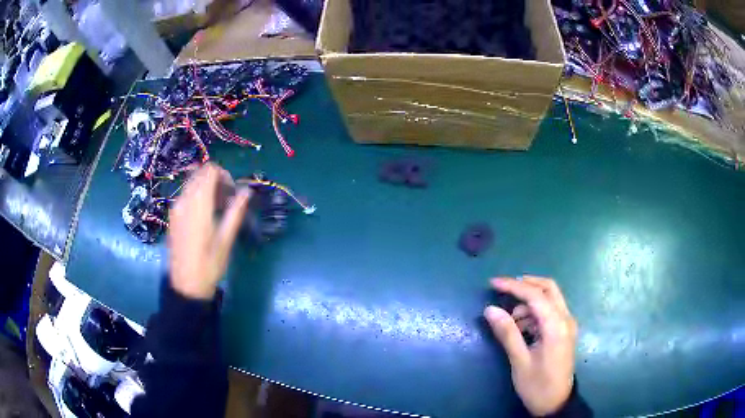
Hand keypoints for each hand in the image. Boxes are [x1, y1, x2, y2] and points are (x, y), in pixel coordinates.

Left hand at [168, 163, 250, 299]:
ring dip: (206, 188)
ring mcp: (176, 208)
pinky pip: (185, 195)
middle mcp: (184, 201)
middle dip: (215, 180)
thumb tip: (247, 191)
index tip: (232, 191)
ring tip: (217, 208)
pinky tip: (204, 215)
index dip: (224, 175)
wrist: (186, 285)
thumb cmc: (209, 265)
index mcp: (199, 204)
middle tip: (226, 200)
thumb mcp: (226, 240)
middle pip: (200, 174)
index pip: (210, 171)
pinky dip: (197, 196)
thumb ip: (235, 211)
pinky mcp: (172, 216)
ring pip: (191, 183)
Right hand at [484, 276, 577, 415]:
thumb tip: (490, 309)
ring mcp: (567, 324)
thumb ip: (507, 333)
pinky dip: (535, 311)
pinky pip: (550, 311)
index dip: (513, 286)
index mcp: (556, 326)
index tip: (493, 283)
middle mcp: (566, 319)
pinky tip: (522, 327)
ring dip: (530, 301)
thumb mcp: (520, 361)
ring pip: (550, 298)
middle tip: (503, 289)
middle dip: (526, 284)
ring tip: (511, 320)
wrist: (555, 403)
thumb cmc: (537, 385)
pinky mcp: (564, 331)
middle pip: (549, 288)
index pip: (535, 296)